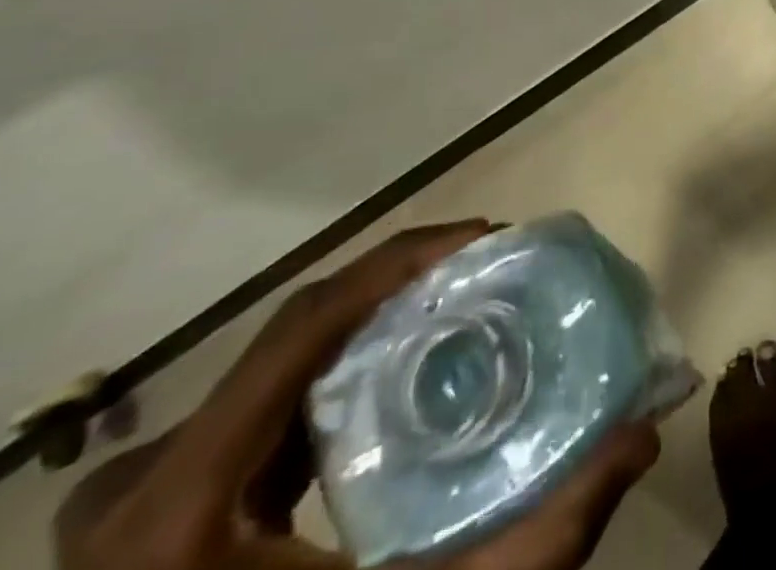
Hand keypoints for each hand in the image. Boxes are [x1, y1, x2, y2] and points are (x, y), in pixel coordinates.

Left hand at [55, 223, 658, 569]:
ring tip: (450, 309)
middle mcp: (143, 476)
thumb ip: (535, 545)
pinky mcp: (147, 505)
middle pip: (297, 330)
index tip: (483, 237)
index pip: (304, 325)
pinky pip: (258, 402)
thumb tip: (640, 440)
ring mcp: (135, 491)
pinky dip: (332, 373)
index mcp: (181, 499)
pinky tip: (387, 384)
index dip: (398, 262)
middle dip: (400, 285)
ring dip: (369, 323)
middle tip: (483, 272)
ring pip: (277, 361)